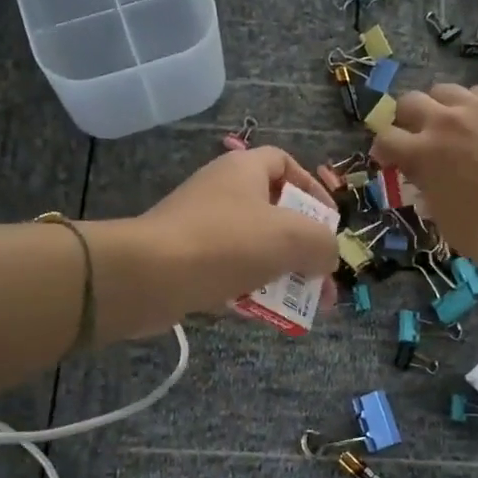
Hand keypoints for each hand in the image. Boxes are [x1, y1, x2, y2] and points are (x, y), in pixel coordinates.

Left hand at [88, 147, 339, 337]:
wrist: (148, 276)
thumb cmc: (226, 243)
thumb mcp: (292, 237)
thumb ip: (323, 243)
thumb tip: (327, 256)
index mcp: (244, 170)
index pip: (285, 163)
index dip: (313, 188)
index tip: (330, 222)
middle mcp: (221, 191)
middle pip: (273, 212)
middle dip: (302, 247)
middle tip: (321, 278)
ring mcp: (200, 226)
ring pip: (253, 247)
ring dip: (280, 273)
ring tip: (300, 304)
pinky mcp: (184, 259)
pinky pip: (228, 270)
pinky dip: (248, 289)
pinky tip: (261, 313)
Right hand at [370, 85, 477, 274]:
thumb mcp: (451, 229)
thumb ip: (431, 201)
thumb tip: (427, 187)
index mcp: (424, 154)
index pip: (386, 139)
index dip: (383, 151)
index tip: (390, 162)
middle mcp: (446, 121)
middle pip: (409, 102)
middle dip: (406, 120)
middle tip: (417, 140)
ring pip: (445, 91)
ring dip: (440, 108)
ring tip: (452, 128)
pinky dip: (474, 107)